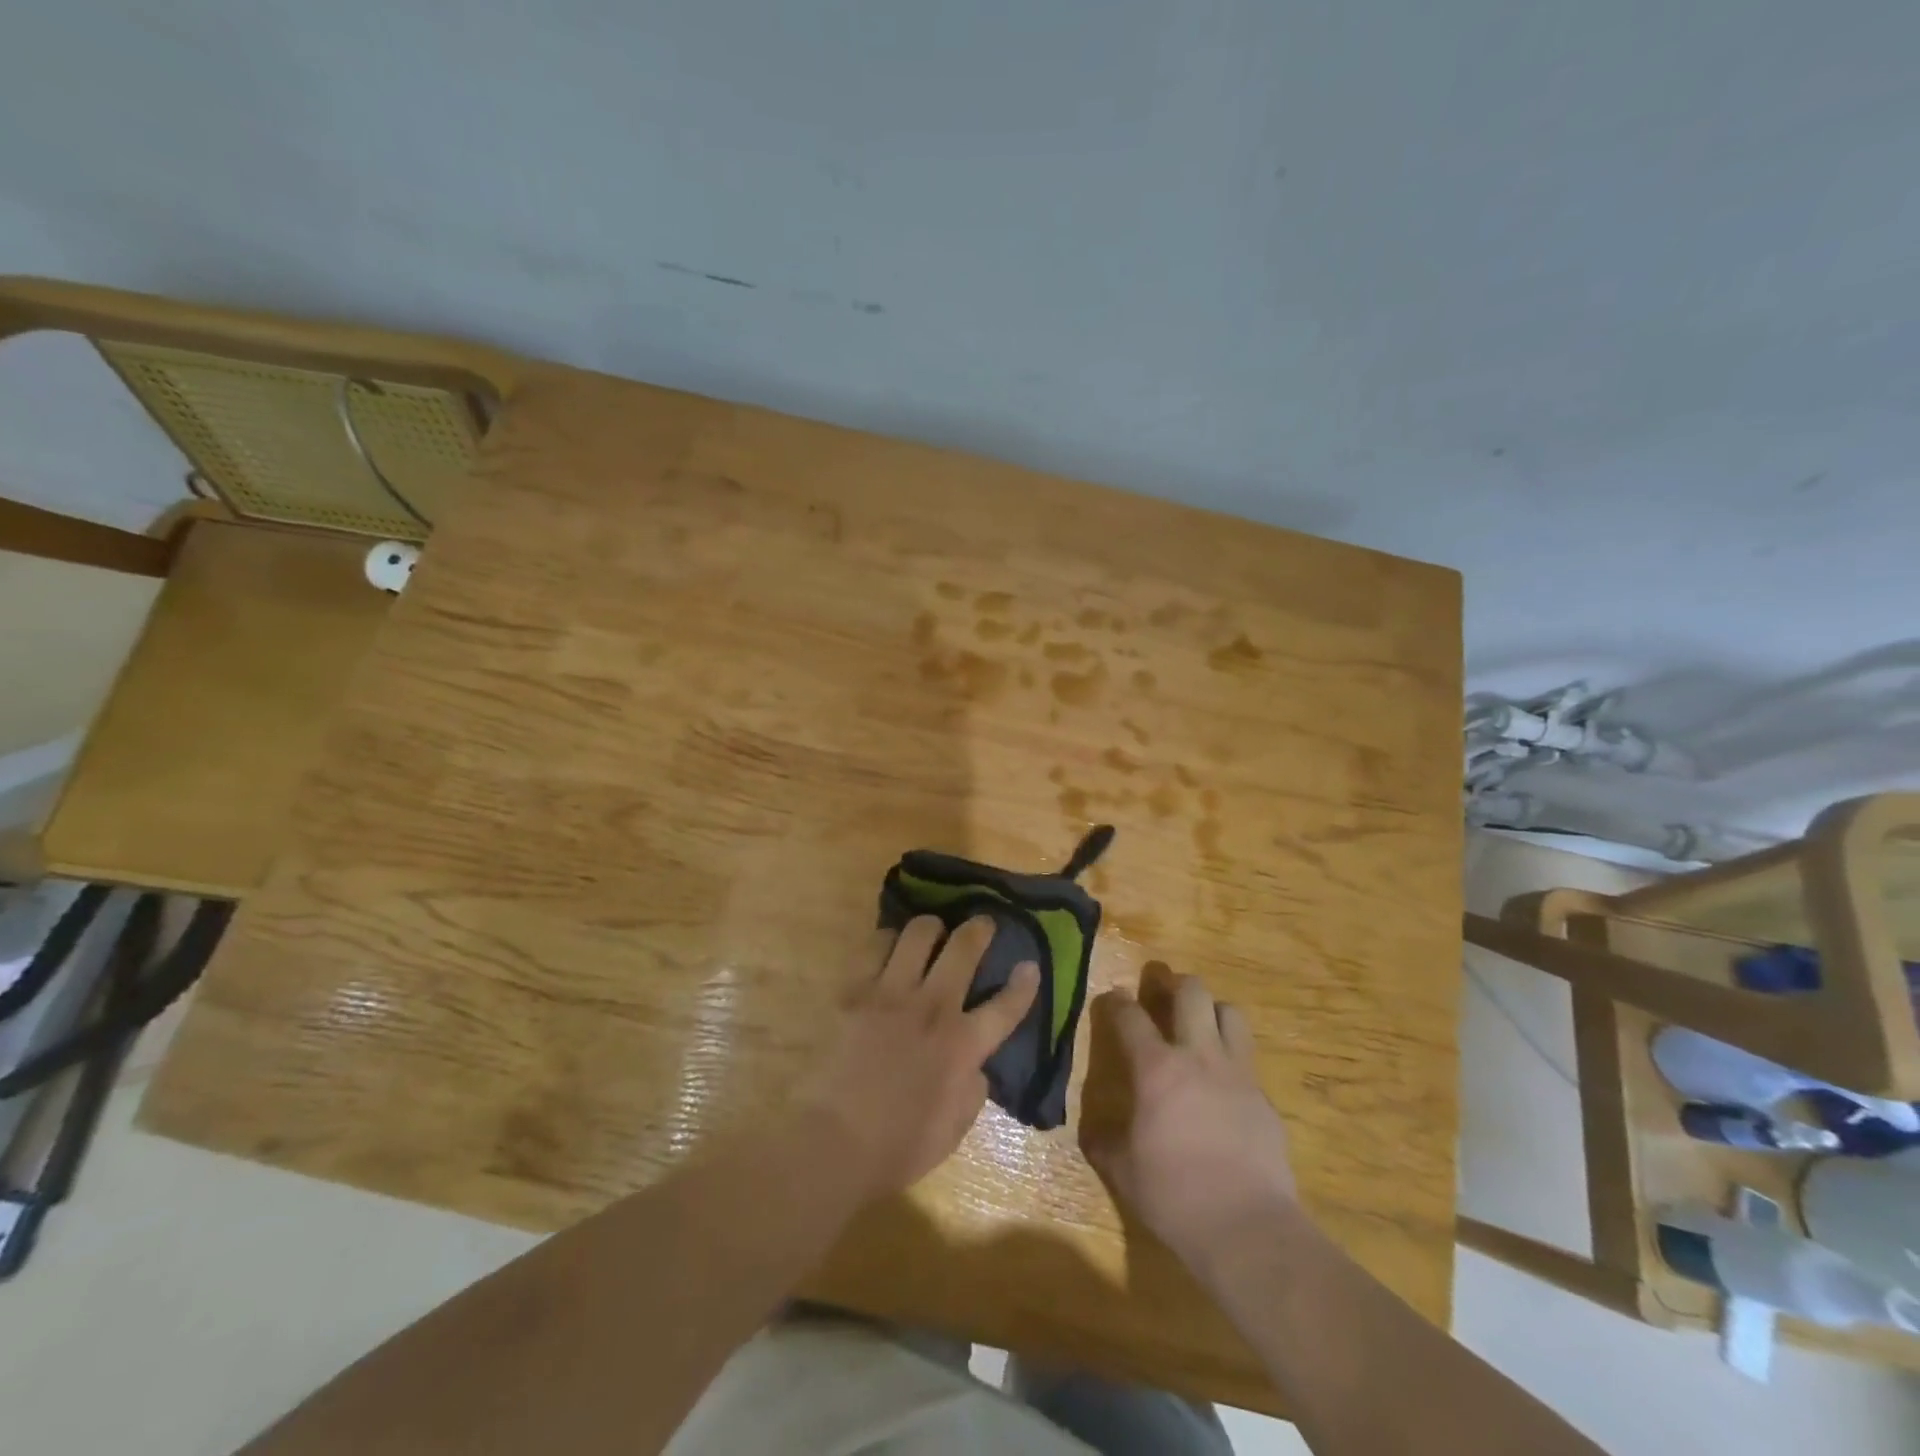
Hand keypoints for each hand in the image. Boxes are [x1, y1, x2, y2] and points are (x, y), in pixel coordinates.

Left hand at [800, 915, 1037, 1199]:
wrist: (832, 1141)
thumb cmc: (898, 1146)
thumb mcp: (955, 1128)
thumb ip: (973, 1088)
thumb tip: (975, 1064)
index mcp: (963, 1046)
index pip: (1005, 1006)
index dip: (1024, 984)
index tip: (1030, 965)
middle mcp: (933, 1008)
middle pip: (964, 948)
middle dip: (979, 929)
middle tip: (982, 924)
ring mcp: (892, 993)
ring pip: (919, 933)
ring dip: (932, 928)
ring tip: (931, 933)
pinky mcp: (855, 990)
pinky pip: (875, 946)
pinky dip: (887, 942)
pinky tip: (889, 948)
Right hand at [1081, 973, 1300, 1267]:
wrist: (1247, 1227)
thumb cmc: (1174, 1195)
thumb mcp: (1122, 1170)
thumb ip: (1104, 1141)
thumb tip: (1093, 1132)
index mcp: (1156, 1068)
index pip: (1130, 1016)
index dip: (1116, 1001)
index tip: (1112, 999)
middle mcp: (1198, 1056)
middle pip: (1192, 992)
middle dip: (1175, 985)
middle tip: (1164, 997)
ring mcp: (1237, 1073)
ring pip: (1230, 1012)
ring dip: (1212, 1012)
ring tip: (1201, 1028)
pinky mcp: (1265, 1098)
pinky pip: (1249, 1060)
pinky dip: (1233, 1060)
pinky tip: (1225, 1086)